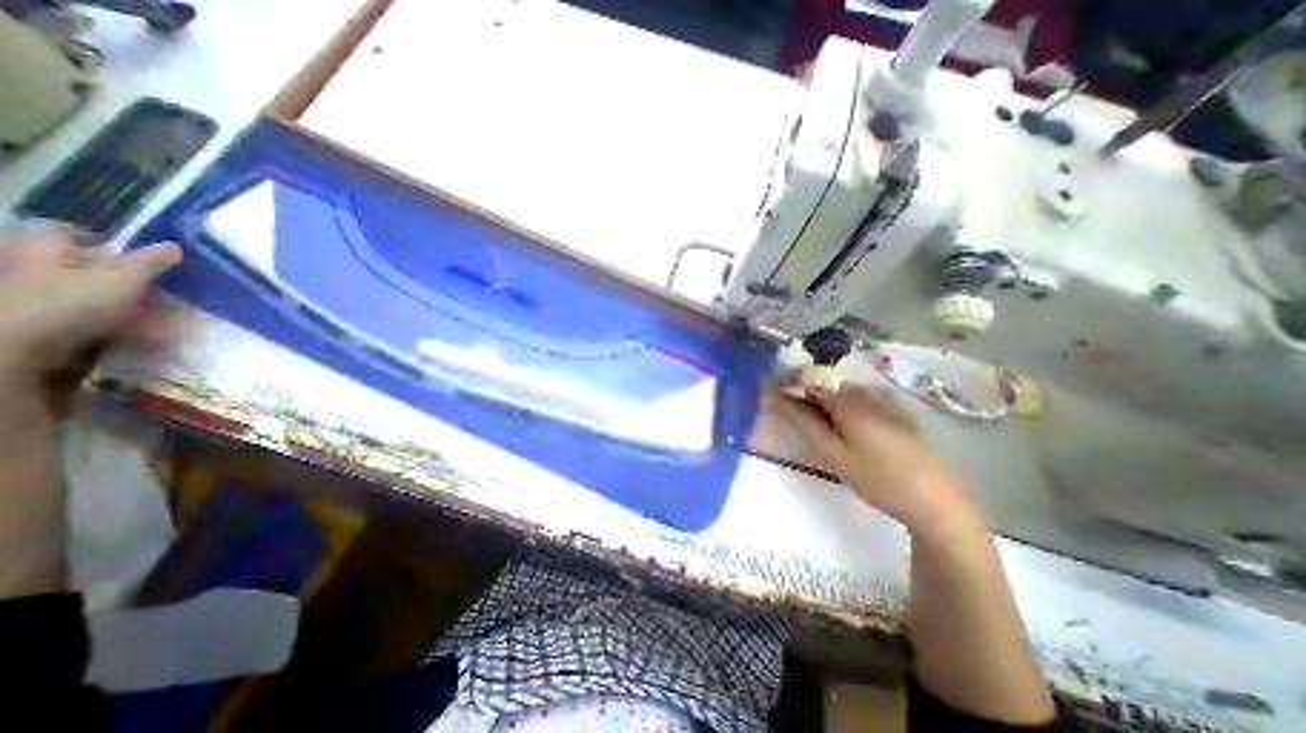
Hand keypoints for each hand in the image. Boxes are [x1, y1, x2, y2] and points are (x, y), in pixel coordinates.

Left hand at [1, 230, 183, 396]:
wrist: (15, 345)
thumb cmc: (70, 301)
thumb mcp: (124, 279)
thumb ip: (150, 262)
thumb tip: (174, 245)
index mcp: (40, 246)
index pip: (63, 229)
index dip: (97, 239)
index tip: (131, 254)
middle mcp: (25, 264)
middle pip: (73, 262)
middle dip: (113, 274)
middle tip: (149, 287)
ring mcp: (27, 293)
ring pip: (79, 289)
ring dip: (115, 300)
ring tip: (148, 315)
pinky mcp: (34, 318)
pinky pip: (76, 313)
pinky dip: (104, 319)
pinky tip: (127, 331)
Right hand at [767, 383, 979, 532]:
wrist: (936, 502)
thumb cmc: (878, 479)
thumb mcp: (833, 453)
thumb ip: (801, 421)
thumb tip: (771, 396)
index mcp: (849, 399)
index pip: (807, 378)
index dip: (785, 383)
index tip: (768, 396)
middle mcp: (866, 391)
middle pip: (824, 382)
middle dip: (802, 394)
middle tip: (790, 417)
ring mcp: (884, 399)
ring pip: (840, 390)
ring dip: (820, 401)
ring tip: (814, 426)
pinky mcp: (896, 410)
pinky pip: (858, 398)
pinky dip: (840, 406)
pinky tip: (843, 428)